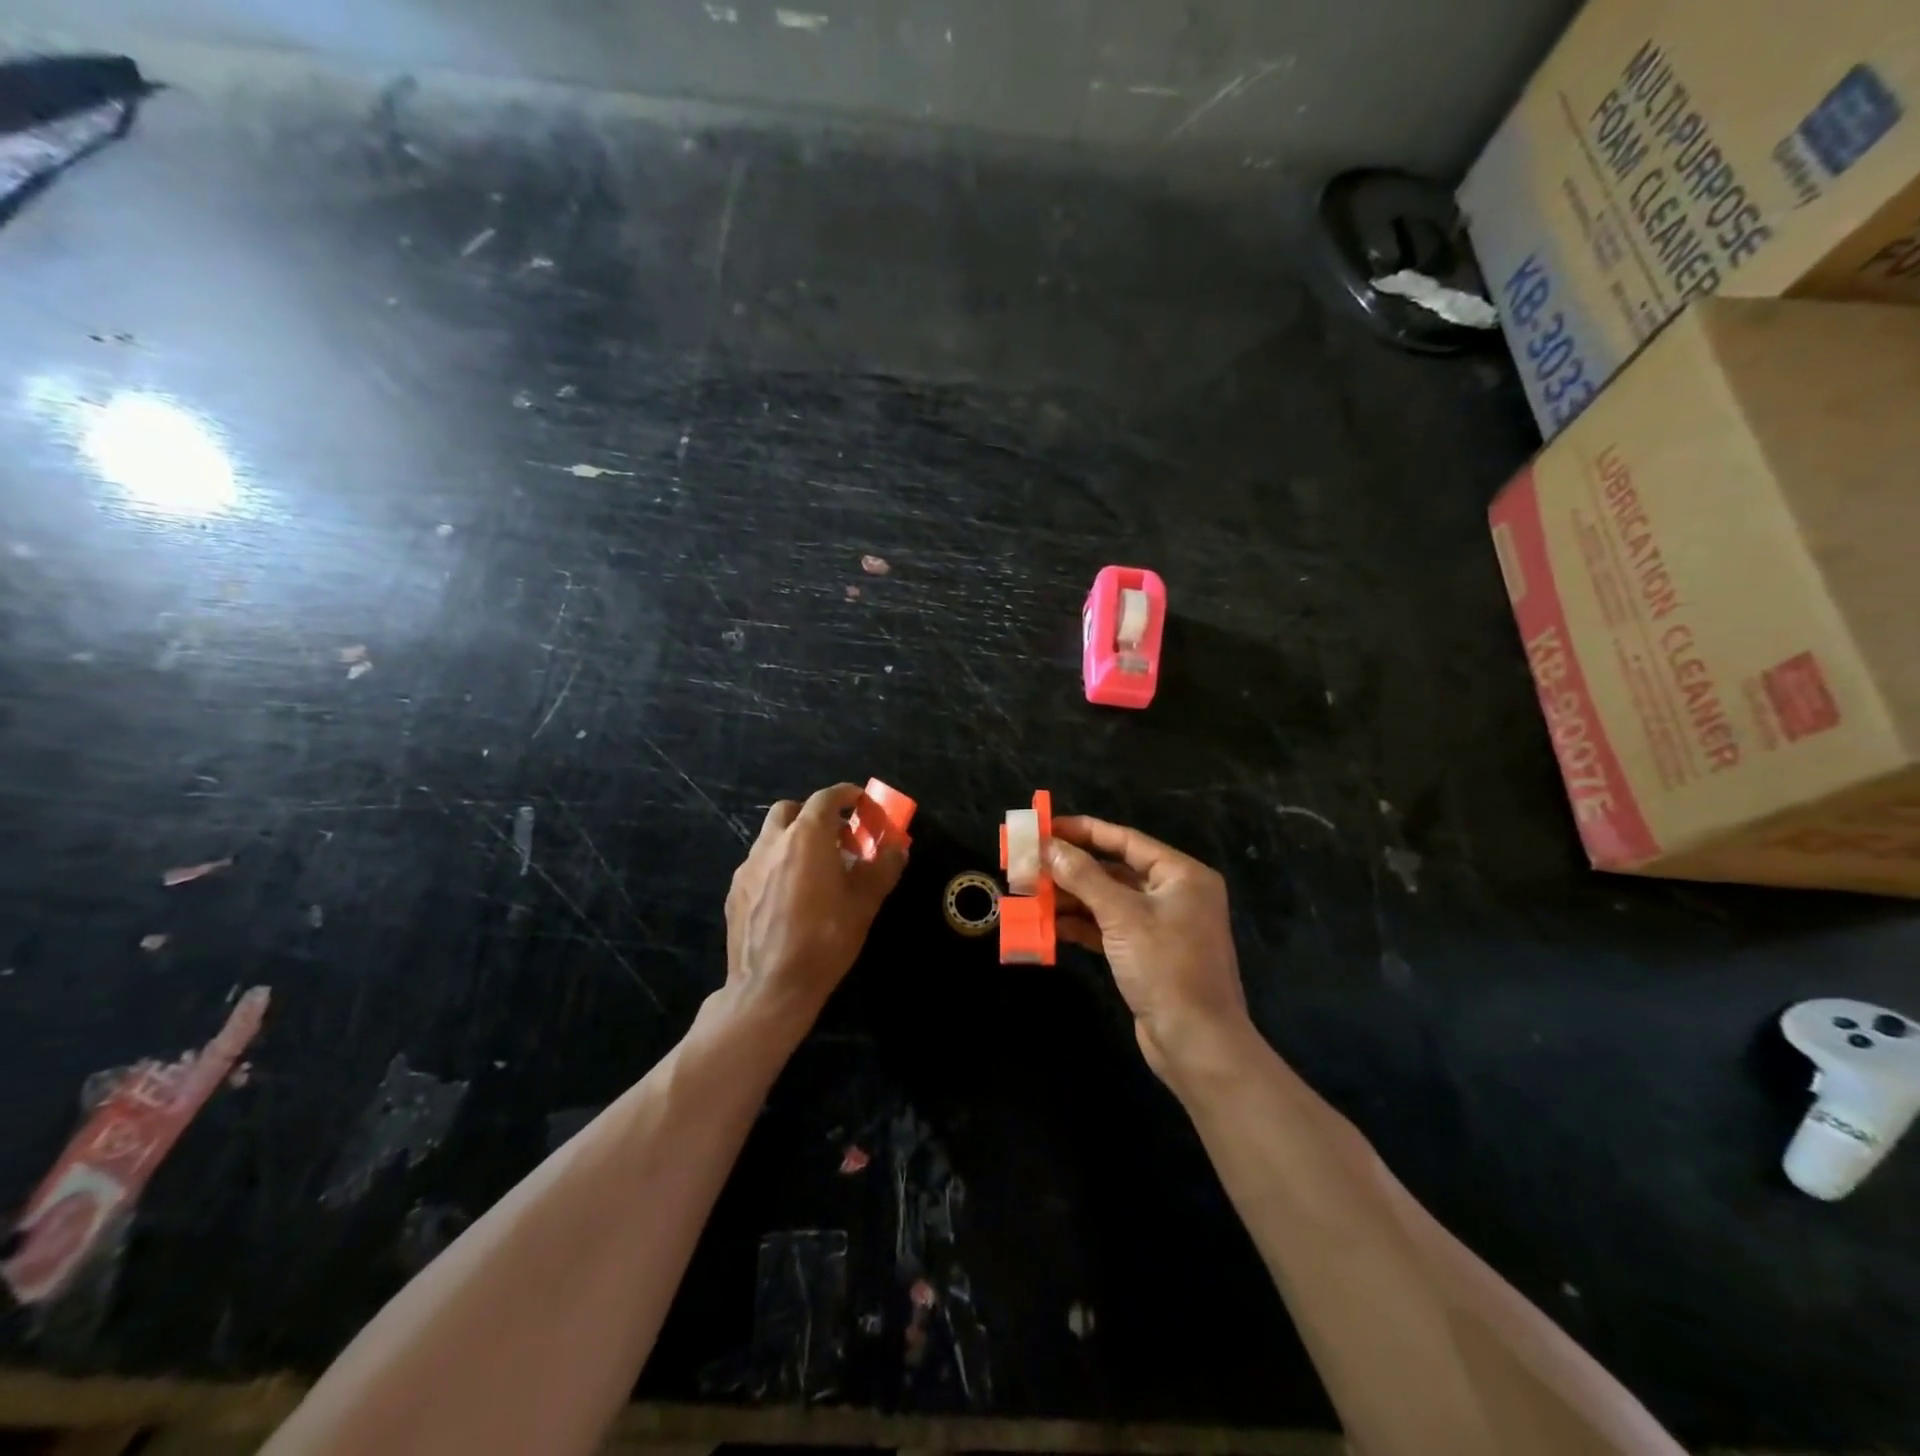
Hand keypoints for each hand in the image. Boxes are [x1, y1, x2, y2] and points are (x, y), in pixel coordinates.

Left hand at [725, 784, 906, 1026]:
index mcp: (806, 838)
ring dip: (794, 840)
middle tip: (837, 837)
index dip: (846, 795)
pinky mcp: (734, 892)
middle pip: (791, 810)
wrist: (770, 988)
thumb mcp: (864, 904)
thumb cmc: (824, 940)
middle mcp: (772, 843)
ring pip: (771, 837)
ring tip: (816, 869)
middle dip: (815, 815)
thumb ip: (883, 869)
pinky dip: (778, 865)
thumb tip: (897, 849)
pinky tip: (791, 896)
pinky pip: (759, 864)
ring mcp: (748, 867)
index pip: (826, 798)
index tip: (861, 802)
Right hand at [1047, 816, 1249, 1086]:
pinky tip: (1049, 923)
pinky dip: (1081, 924)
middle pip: (1114, 869)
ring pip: (1107, 900)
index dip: (1083, 831)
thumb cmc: (1166, 967)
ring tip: (1030, 893)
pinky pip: (1108, 927)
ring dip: (1070, 897)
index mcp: (1181, 874)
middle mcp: (1173, 894)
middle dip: (1071, 868)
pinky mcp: (1145, 954)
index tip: (1045, 826)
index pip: (1125, 840)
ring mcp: (1159, 925)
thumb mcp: (1122, 915)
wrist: (1196, 1043)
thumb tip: (1048, 846)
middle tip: (1030, 862)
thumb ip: (1083, 876)